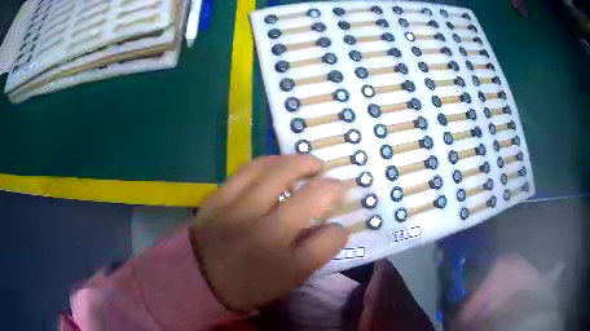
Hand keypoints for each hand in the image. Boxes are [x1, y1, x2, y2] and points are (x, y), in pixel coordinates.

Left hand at [189, 155, 348, 311]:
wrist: (198, 278)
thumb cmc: (245, 285)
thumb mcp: (285, 283)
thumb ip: (313, 256)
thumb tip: (334, 228)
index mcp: (285, 265)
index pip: (329, 239)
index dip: (340, 229)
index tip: (339, 224)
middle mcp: (266, 234)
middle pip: (310, 197)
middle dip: (331, 185)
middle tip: (334, 182)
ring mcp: (240, 211)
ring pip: (279, 173)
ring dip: (302, 163)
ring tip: (311, 164)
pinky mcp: (220, 197)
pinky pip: (249, 169)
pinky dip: (270, 161)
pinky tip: (279, 163)